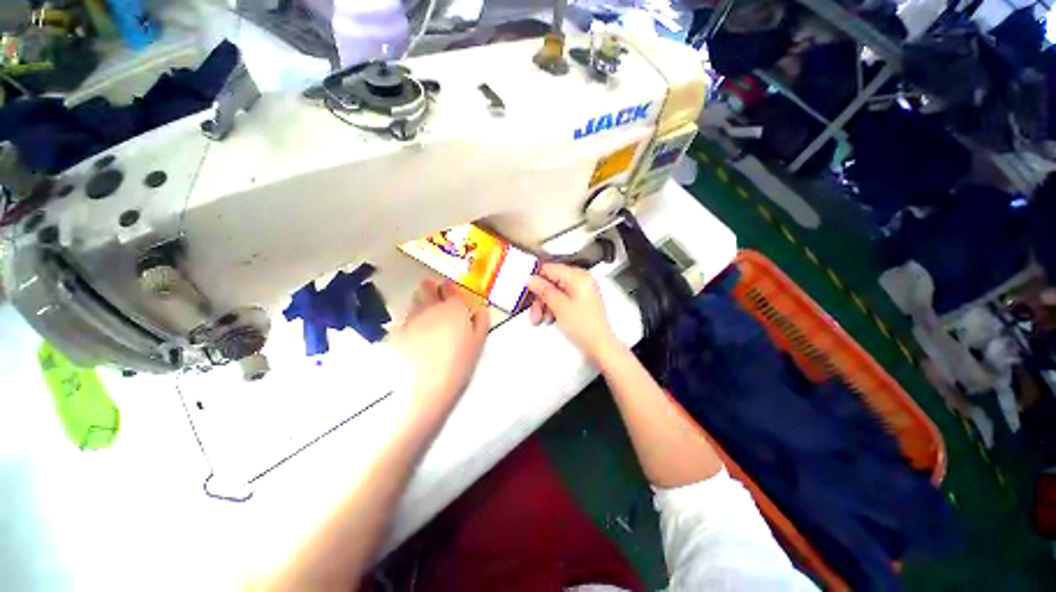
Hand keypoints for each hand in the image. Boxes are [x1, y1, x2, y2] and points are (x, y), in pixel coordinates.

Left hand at [392, 279, 489, 407]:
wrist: (429, 386)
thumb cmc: (460, 363)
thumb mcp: (479, 341)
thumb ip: (481, 320)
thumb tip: (480, 308)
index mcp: (453, 308)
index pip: (450, 288)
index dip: (449, 287)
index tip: (449, 288)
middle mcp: (430, 308)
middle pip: (426, 288)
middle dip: (430, 287)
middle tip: (433, 292)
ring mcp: (411, 319)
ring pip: (414, 302)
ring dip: (419, 302)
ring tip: (424, 314)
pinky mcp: (397, 332)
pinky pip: (402, 320)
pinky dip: (407, 322)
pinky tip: (411, 334)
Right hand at [526, 263, 619, 360]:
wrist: (599, 345)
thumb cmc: (586, 327)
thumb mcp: (559, 306)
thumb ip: (544, 290)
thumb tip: (532, 280)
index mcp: (579, 277)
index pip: (551, 268)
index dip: (536, 278)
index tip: (527, 289)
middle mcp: (581, 281)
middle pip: (552, 282)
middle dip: (540, 296)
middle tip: (533, 309)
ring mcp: (581, 292)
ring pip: (555, 292)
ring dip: (544, 304)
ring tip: (539, 318)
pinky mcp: (579, 302)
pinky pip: (561, 299)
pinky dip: (553, 308)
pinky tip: (548, 318)